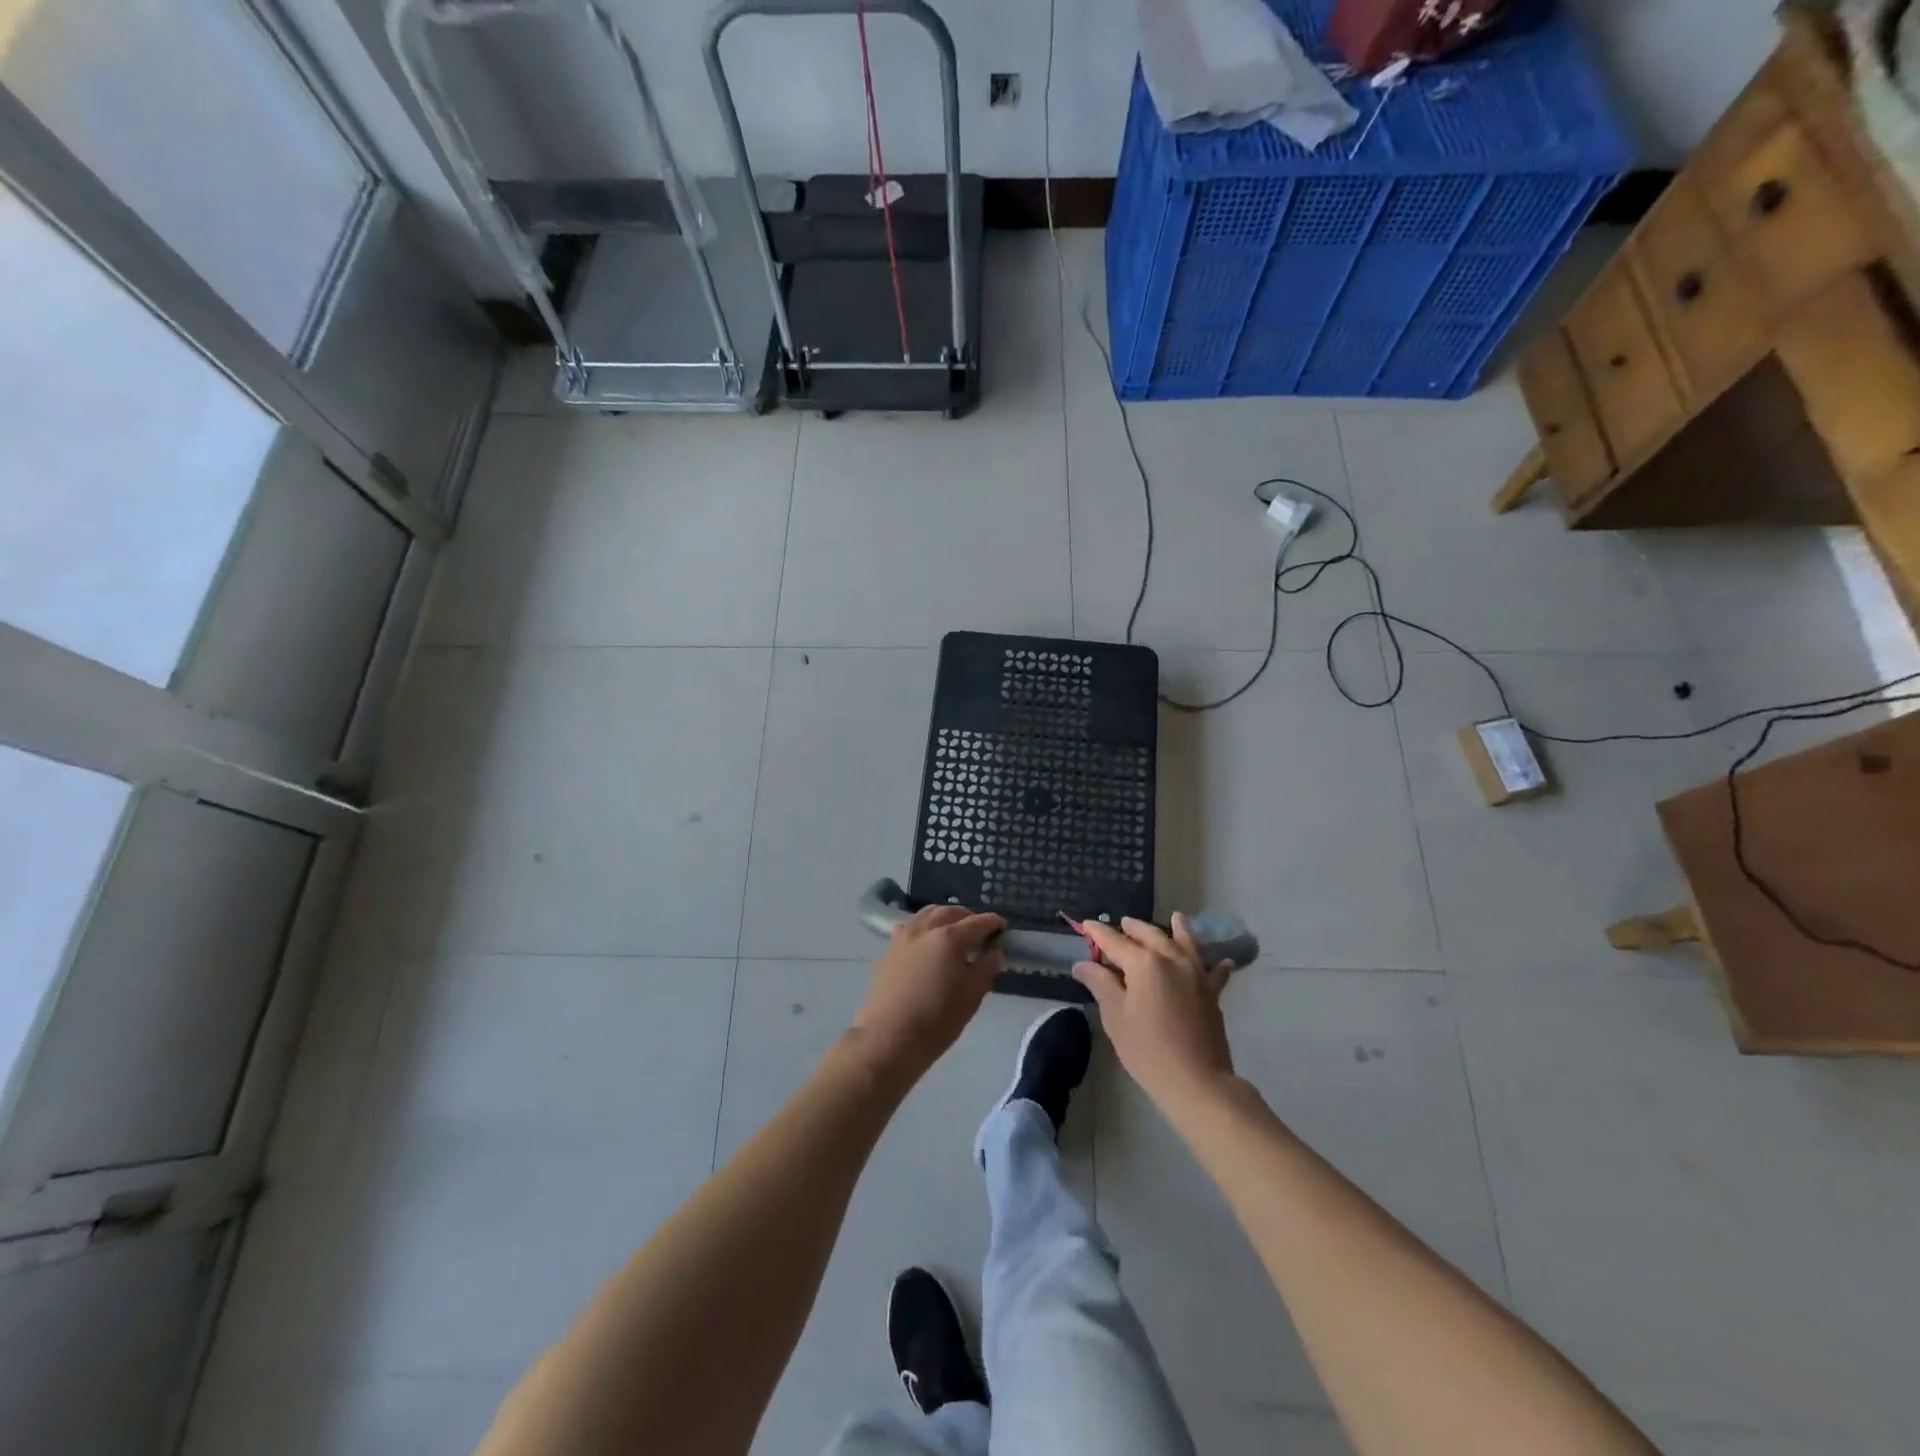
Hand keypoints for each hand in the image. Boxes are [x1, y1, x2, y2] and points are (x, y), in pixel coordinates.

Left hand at [852, 905, 1005, 1082]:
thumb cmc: (936, 1020)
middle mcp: (926, 929)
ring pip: (927, 914)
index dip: (992, 923)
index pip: (977, 922)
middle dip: (968, 917)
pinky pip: (910, 926)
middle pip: (950, 912)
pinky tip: (927, 940)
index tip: (1002, 927)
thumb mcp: (971, 997)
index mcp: (950, 938)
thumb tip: (995, 950)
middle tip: (979, 931)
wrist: (888, 1038)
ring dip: (945, 917)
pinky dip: (924, 926)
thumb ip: (986, 968)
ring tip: (954, 931)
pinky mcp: (889, 949)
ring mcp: (904, 936)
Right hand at [1074, 914, 1235, 1111]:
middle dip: (1134, 928)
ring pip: (1186, 943)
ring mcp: (1196, 974)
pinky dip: (1215, 963)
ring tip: (1176, 917)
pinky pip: (1214, 971)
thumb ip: (1100, 984)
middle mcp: (1172, 959)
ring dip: (1178, 929)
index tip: (1086, 925)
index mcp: (1144, 962)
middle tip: (1122, 923)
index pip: (1115, 941)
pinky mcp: (1212, 993)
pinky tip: (1223, 961)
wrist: (1196, 1081)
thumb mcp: (1115, 1016)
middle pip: (1150, 935)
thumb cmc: (1147, 1049)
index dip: (1098, 933)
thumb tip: (1083, 964)